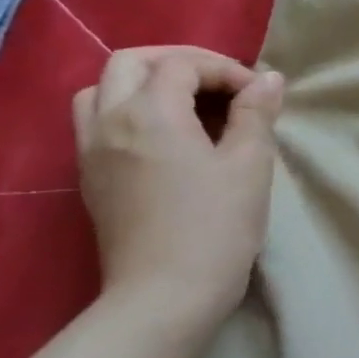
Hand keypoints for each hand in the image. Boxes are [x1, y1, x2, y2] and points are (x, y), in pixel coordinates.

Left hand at [73, 46, 284, 328]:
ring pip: (103, 90)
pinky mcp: (90, 179)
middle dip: (179, 62)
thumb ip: (256, 113)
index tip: (259, 95)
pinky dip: (130, 111)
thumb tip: (268, 79)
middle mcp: (109, 122)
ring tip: (189, 107)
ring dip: (145, 84)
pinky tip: (167, 139)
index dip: (225, 69)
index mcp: (150, 113)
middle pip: (130, 62)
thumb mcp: (250, 164)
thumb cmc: (216, 225)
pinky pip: (98, 122)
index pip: (182, 64)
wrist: (166, 295)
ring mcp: (91, 152)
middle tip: (221, 84)